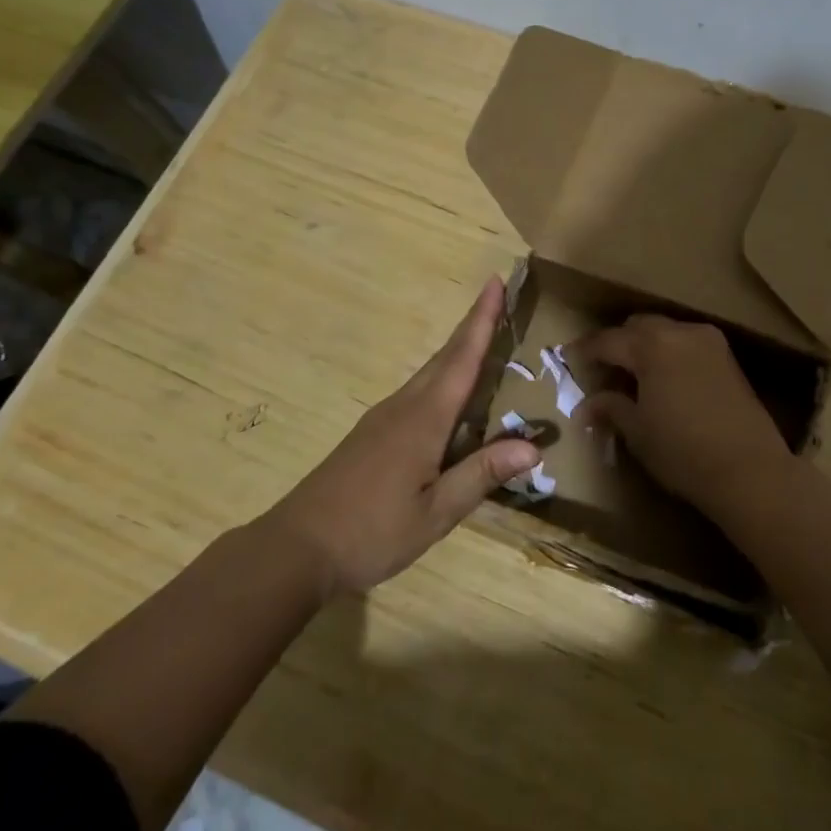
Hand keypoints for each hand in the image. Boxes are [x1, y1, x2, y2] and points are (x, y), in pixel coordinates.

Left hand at [265, 277, 541, 599]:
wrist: (296, 548)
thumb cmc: (371, 532)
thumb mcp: (436, 513)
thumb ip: (482, 474)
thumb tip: (534, 445)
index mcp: (424, 420)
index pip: (462, 360)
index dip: (482, 320)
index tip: (495, 282)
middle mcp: (404, 407)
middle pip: (445, 357)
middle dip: (473, 325)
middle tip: (498, 298)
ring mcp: (383, 418)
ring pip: (429, 373)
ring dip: (458, 350)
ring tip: (484, 338)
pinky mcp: (372, 434)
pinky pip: (416, 392)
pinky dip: (441, 378)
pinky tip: (449, 395)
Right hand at [573, 315, 797, 517]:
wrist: (750, 470)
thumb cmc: (683, 451)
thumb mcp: (638, 432)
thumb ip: (611, 408)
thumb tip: (588, 405)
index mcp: (651, 345)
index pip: (607, 340)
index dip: (584, 350)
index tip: (567, 359)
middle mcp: (680, 332)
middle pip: (638, 326)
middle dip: (616, 343)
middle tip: (601, 369)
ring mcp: (708, 342)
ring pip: (665, 331)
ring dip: (644, 346)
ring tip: (632, 375)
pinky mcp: (727, 358)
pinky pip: (687, 343)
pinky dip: (669, 353)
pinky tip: (663, 380)